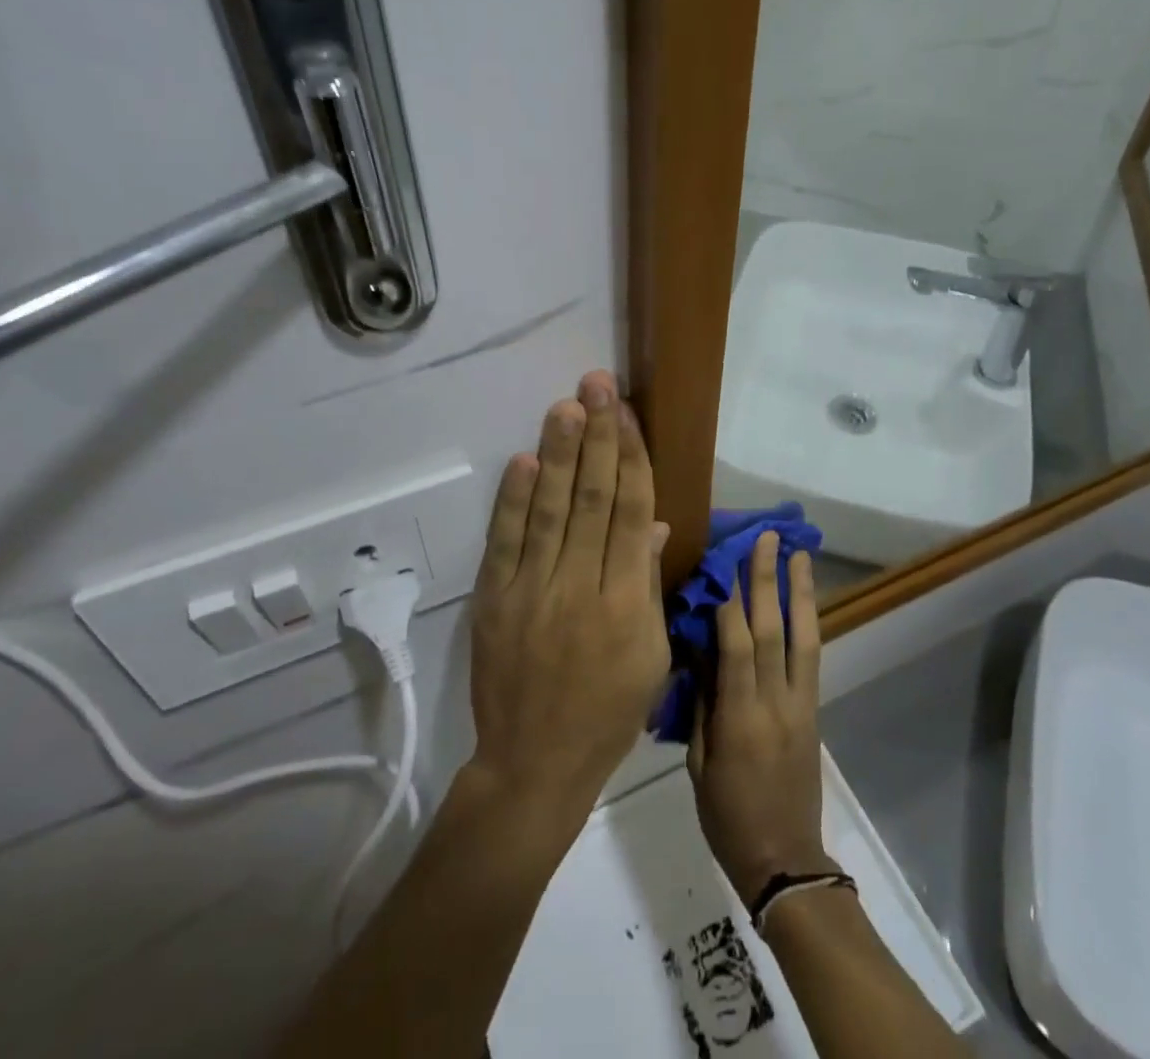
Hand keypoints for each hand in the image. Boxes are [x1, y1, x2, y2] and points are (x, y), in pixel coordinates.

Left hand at [465, 370, 670, 830]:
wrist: (534, 764)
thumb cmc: (608, 713)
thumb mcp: (651, 656)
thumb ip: (650, 585)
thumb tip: (653, 524)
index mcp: (628, 604)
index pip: (632, 513)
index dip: (632, 458)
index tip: (629, 414)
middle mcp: (582, 588)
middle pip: (593, 499)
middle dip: (598, 437)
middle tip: (597, 385)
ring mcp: (533, 592)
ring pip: (551, 510)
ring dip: (558, 454)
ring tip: (566, 406)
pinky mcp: (495, 601)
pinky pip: (506, 542)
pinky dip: (514, 500)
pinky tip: (525, 461)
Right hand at [688, 531, 831, 903]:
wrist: (784, 860)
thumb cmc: (728, 817)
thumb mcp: (698, 766)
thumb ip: (701, 705)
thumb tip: (700, 653)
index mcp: (740, 719)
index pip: (737, 647)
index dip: (731, 601)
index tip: (725, 560)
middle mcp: (775, 703)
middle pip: (774, 631)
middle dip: (768, 580)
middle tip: (766, 538)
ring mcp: (800, 705)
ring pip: (803, 638)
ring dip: (800, 591)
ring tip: (798, 553)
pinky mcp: (813, 710)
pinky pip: (812, 657)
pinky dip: (809, 621)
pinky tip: (805, 598)